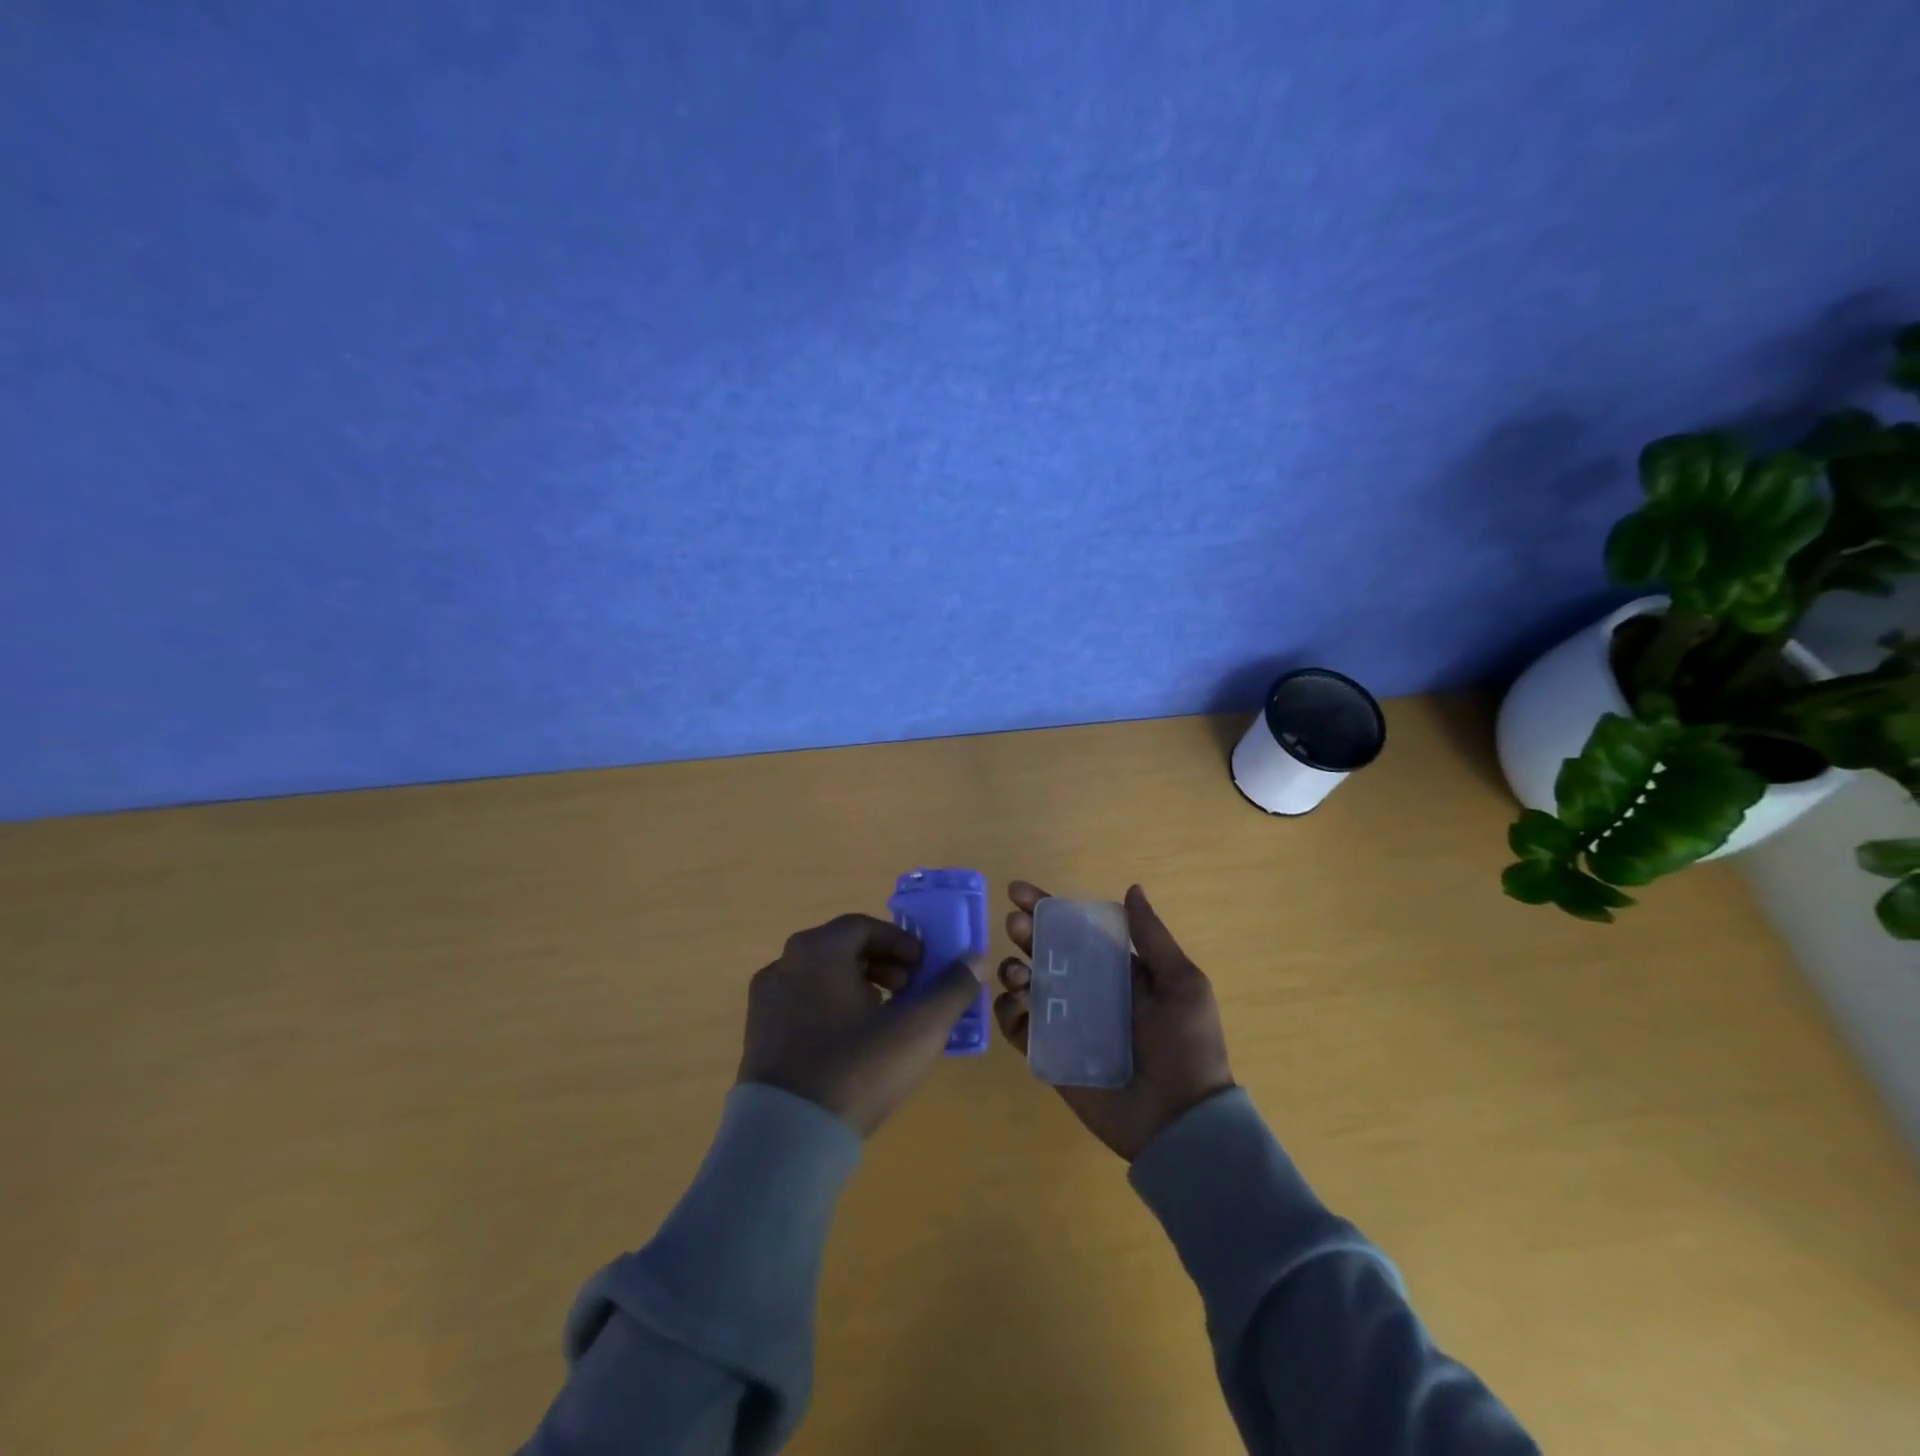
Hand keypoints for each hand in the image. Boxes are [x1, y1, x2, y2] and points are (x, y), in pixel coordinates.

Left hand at [739, 913, 983, 1136]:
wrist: (788, 1139)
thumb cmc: (857, 1069)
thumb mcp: (918, 1028)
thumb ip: (951, 989)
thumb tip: (975, 959)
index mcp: (818, 950)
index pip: (865, 927)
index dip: (901, 943)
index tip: (924, 969)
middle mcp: (785, 964)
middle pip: (841, 950)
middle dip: (882, 966)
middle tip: (908, 993)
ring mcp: (765, 1000)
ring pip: (821, 978)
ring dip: (857, 987)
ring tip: (884, 1020)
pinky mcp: (756, 1035)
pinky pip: (801, 1006)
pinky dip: (831, 1010)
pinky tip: (851, 1046)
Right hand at [994, 881, 1233, 1160]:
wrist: (1181, 1121)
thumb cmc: (1187, 1046)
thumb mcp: (1182, 984)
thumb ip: (1152, 937)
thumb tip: (1132, 888)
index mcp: (1117, 971)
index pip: (1074, 930)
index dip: (1047, 908)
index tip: (1019, 892)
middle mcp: (1087, 991)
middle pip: (1045, 953)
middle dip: (1025, 933)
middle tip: (1014, 926)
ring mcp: (1066, 1023)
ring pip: (1026, 986)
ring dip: (1013, 970)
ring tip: (1017, 972)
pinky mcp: (1050, 1054)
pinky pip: (1019, 1028)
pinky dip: (1008, 1011)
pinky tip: (1015, 1004)